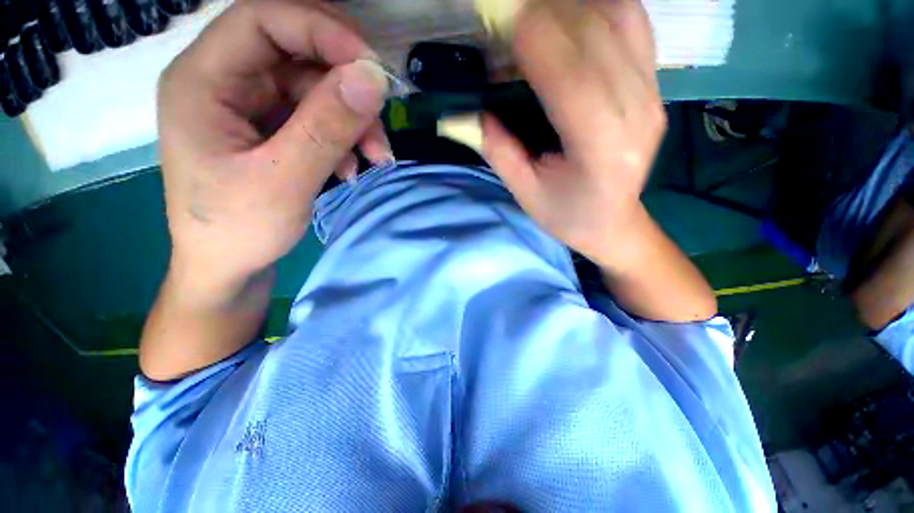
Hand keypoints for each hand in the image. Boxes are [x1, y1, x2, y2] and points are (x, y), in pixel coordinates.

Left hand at [158, 0, 390, 294]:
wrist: (229, 268)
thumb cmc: (238, 231)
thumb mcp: (284, 180)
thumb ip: (326, 126)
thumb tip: (373, 78)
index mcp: (203, 80)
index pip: (263, 19)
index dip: (322, 31)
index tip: (372, 68)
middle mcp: (225, 82)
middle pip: (297, 54)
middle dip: (347, 89)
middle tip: (380, 128)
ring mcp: (251, 107)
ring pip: (316, 89)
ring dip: (354, 122)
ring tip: (376, 160)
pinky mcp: (272, 130)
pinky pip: (318, 118)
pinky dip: (345, 139)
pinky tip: (353, 169)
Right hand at [482, 0, 665, 268]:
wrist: (614, 223)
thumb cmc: (568, 216)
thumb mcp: (527, 194)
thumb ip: (500, 152)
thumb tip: (475, 112)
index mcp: (601, 150)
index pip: (573, 79)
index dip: (538, 42)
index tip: (504, 18)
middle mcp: (637, 114)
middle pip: (598, 39)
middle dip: (550, 14)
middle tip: (510, 13)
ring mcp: (652, 96)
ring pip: (620, 22)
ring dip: (573, 6)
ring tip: (537, 14)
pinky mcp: (655, 87)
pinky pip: (633, 28)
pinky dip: (599, 8)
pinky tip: (572, 15)